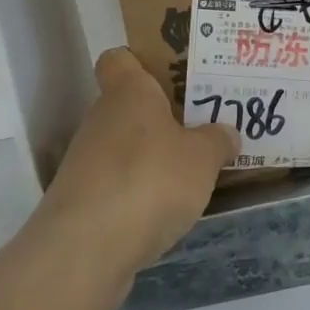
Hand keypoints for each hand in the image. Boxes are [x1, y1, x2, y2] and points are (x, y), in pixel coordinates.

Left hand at [37, 48, 238, 277]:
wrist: (86, 250)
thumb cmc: (149, 181)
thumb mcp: (203, 157)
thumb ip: (218, 141)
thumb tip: (226, 133)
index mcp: (128, 94)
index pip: (119, 59)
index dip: (142, 63)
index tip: (173, 78)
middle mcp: (101, 120)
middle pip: (129, 108)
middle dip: (163, 119)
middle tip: (202, 129)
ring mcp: (86, 163)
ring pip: (125, 149)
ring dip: (152, 160)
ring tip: (193, 175)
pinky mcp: (83, 203)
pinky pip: (119, 186)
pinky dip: (140, 195)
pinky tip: (167, 213)